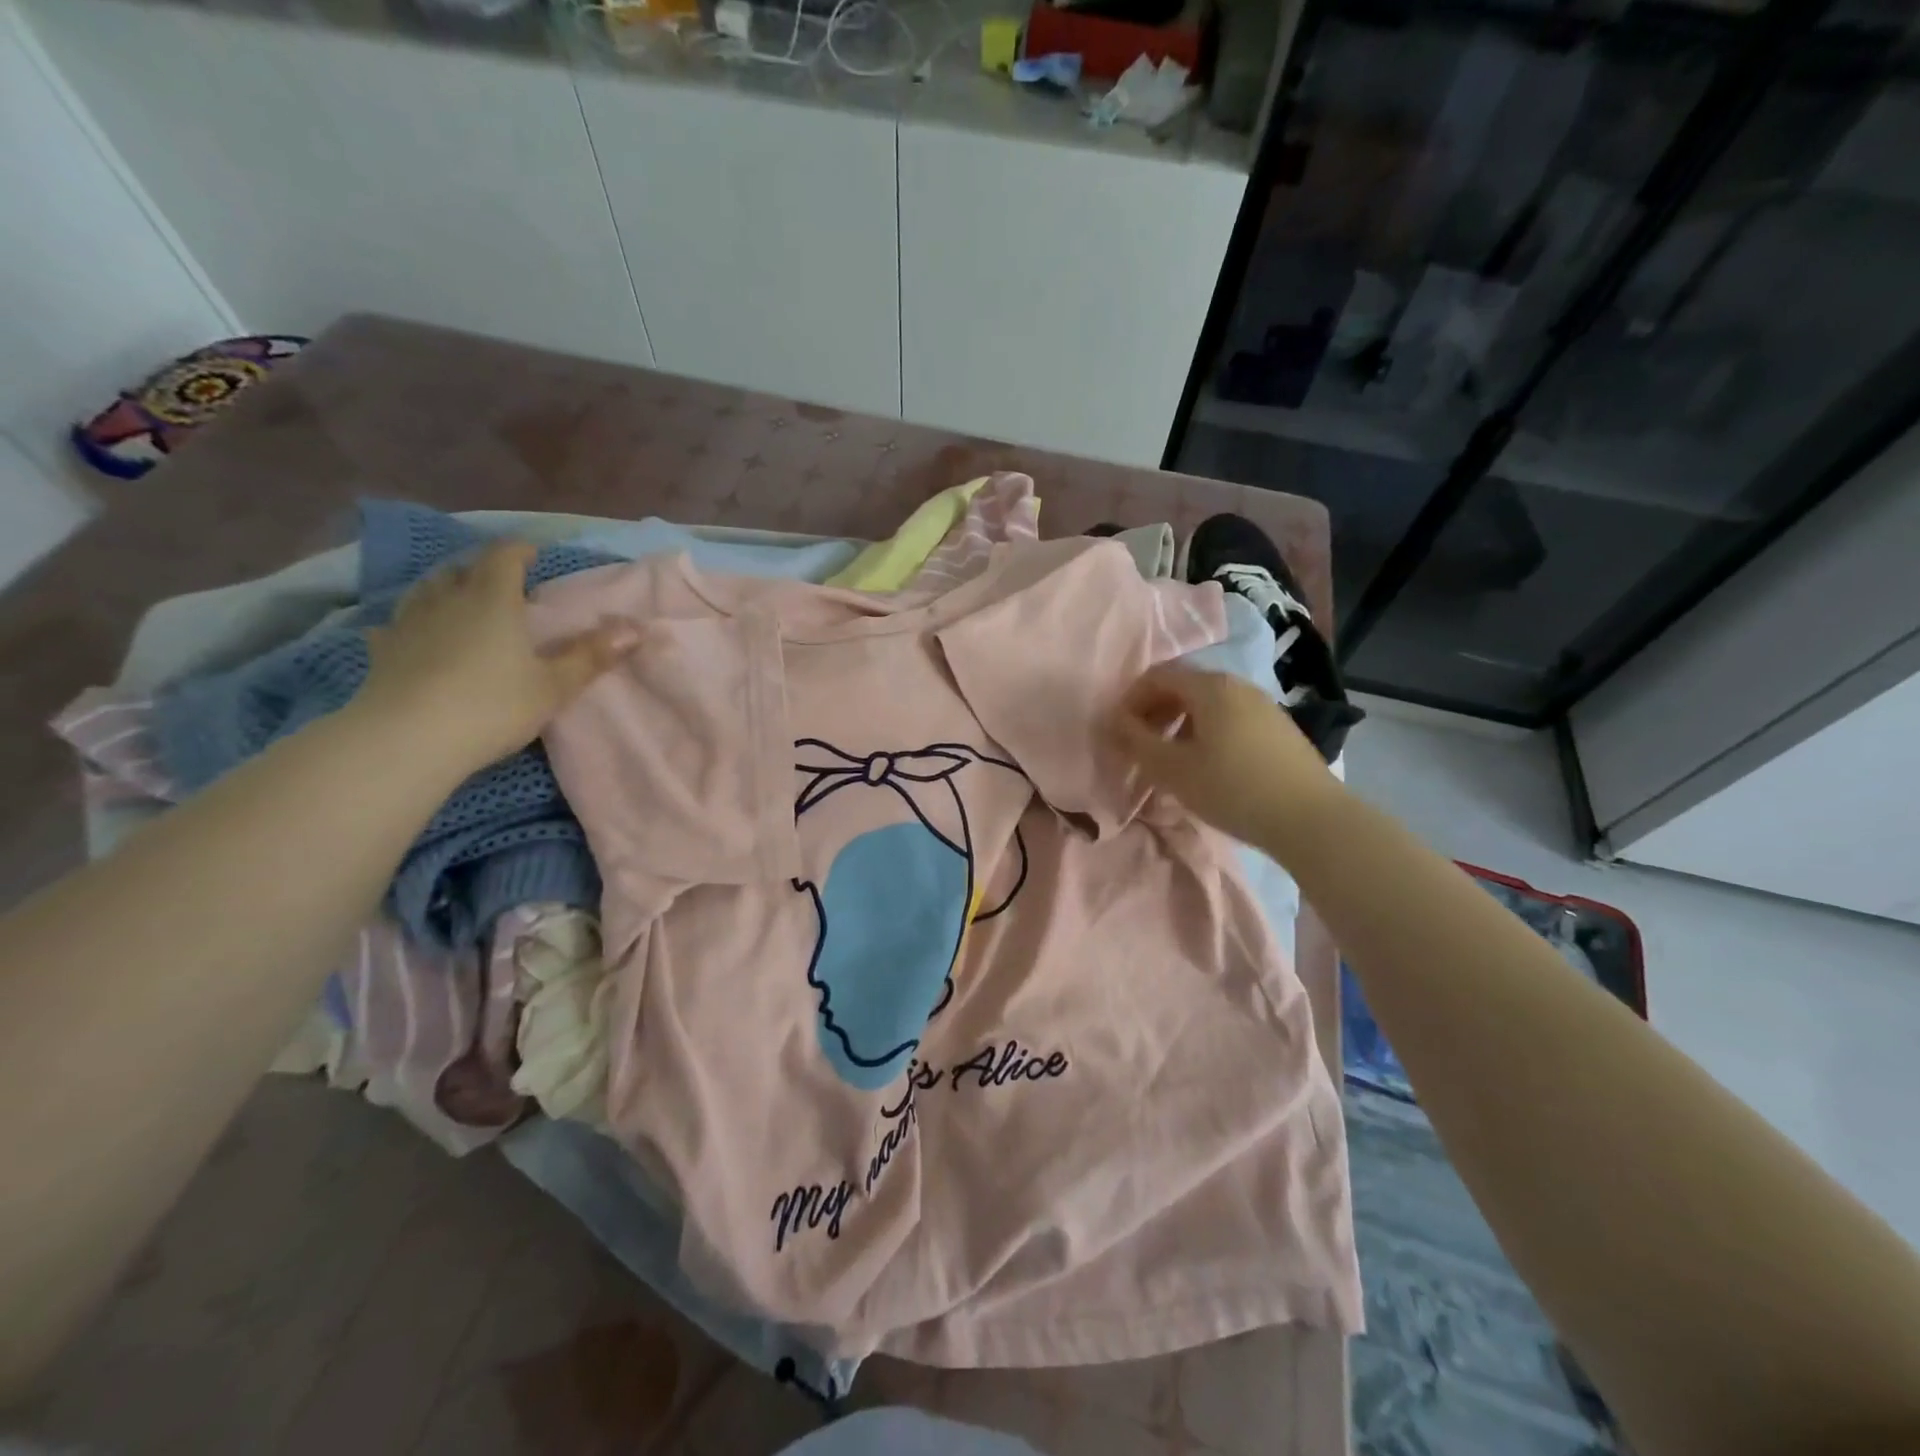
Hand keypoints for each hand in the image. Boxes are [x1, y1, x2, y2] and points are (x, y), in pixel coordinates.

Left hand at [354, 541, 635, 774]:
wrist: (408, 739)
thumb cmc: (492, 706)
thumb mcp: (554, 686)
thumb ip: (592, 656)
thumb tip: (636, 629)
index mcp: (493, 601)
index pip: (504, 558)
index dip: (519, 551)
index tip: (533, 554)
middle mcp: (448, 601)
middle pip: (462, 570)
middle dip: (482, 570)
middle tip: (501, 583)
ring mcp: (409, 624)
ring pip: (426, 591)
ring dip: (445, 589)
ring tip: (459, 601)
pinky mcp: (383, 651)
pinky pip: (397, 625)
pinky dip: (412, 624)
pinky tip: (414, 636)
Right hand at [1108, 664, 1342, 855]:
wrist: (1311, 818)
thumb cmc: (1232, 789)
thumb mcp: (1173, 769)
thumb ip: (1137, 741)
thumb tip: (1114, 721)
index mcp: (1210, 687)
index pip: (1158, 675)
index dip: (1131, 699)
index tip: (1119, 731)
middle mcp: (1237, 685)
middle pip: (1184, 686)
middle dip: (1154, 711)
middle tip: (1141, 745)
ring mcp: (1263, 704)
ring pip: (1208, 704)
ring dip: (1180, 723)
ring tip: (1172, 759)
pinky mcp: (1279, 727)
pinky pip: (1230, 718)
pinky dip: (1207, 732)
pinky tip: (1209, 766)